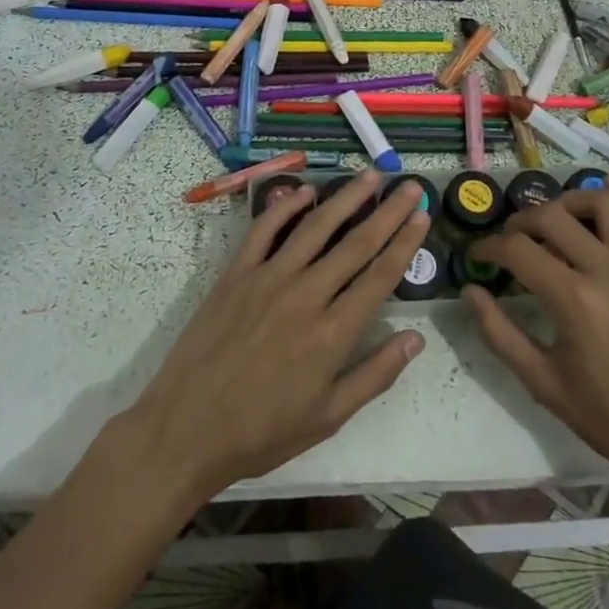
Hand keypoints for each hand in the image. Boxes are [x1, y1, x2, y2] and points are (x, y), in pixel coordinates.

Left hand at [125, 169, 429, 498]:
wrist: (185, 431)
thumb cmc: (261, 433)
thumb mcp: (328, 418)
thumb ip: (375, 375)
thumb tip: (416, 339)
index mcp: (332, 334)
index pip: (379, 276)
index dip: (405, 243)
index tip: (423, 215)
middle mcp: (306, 295)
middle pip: (356, 243)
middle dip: (387, 211)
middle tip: (409, 185)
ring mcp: (268, 279)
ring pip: (315, 227)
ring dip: (345, 198)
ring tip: (369, 175)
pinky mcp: (236, 274)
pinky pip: (264, 230)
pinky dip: (286, 207)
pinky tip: (306, 191)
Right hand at [464, 180, 608, 487]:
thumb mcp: (544, 383)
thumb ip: (499, 334)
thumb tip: (470, 292)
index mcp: (575, 300)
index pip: (518, 250)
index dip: (489, 247)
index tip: (477, 256)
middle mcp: (607, 269)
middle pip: (553, 216)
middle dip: (521, 221)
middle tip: (509, 240)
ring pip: (603, 201)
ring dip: (571, 201)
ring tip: (555, 220)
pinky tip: (603, 196)